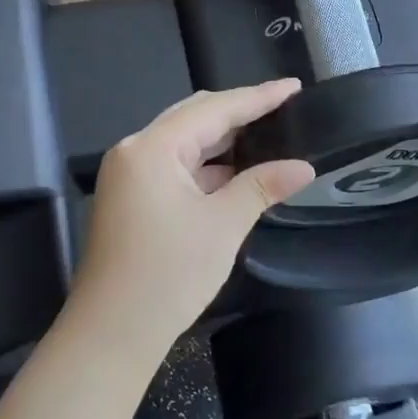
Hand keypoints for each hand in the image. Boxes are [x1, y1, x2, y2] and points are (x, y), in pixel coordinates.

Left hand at [67, 81, 314, 356]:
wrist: (113, 331)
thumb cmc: (169, 274)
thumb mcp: (223, 225)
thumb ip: (263, 186)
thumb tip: (304, 167)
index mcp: (151, 148)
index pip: (213, 109)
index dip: (257, 97)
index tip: (294, 86)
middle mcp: (134, 152)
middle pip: (194, 118)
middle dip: (239, 113)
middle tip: (284, 108)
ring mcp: (129, 176)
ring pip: (184, 144)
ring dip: (223, 142)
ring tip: (268, 135)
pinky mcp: (131, 199)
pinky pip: (175, 168)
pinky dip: (206, 167)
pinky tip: (236, 171)